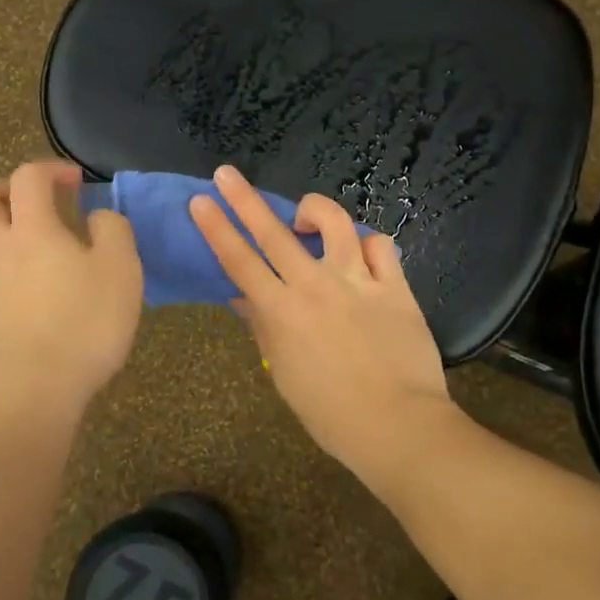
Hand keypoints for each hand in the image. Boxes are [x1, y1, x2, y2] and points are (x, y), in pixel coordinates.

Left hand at [0, 161, 142, 414]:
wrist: (37, 391)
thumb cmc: (84, 321)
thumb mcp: (121, 268)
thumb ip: (113, 230)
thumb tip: (97, 218)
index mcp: (32, 231)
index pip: (27, 178)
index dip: (52, 169)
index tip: (80, 182)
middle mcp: (3, 251)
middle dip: (8, 189)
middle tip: (41, 198)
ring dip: (21, 232)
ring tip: (65, 252)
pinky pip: (5, 276)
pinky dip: (26, 267)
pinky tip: (59, 291)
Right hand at [189, 166, 455, 485]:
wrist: (398, 425)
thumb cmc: (332, 413)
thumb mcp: (285, 375)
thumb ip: (264, 330)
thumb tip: (244, 299)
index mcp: (282, 312)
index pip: (239, 261)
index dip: (216, 228)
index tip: (201, 201)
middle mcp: (315, 285)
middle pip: (273, 231)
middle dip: (244, 198)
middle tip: (227, 173)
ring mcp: (357, 280)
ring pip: (334, 222)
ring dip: (314, 210)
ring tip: (306, 216)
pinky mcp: (394, 285)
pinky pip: (379, 245)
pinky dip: (366, 243)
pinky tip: (361, 253)